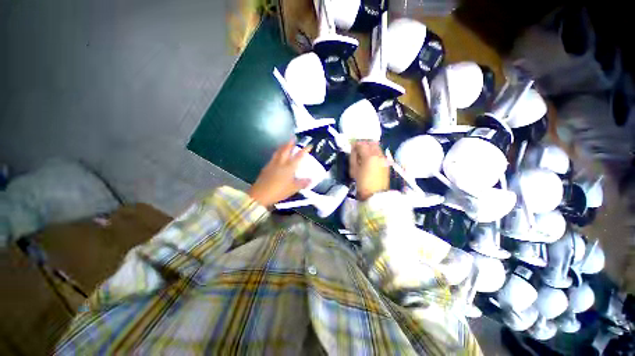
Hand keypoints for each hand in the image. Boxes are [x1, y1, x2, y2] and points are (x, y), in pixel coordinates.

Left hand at [249, 140, 311, 206]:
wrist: (260, 194)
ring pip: (278, 152)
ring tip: (285, 143)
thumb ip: (303, 183)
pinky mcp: (266, 167)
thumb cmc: (279, 191)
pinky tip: (276, 156)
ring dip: (283, 146)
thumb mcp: (293, 188)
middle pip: (286, 150)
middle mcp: (281, 163)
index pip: (299, 156)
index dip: (305, 150)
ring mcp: (272, 164)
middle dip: (291, 143)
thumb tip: (311, 179)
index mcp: (289, 167)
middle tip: (293, 137)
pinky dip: (276, 154)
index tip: (309, 145)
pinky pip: (273, 157)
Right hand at [349, 141, 389, 200]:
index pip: (361, 144)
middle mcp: (378, 155)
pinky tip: (370, 159)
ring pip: (377, 147)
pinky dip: (374, 152)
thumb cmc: (362, 183)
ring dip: (370, 147)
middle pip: (371, 143)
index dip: (355, 144)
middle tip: (358, 149)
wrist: (375, 195)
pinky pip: (380, 153)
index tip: (351, 147)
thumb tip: (354, 149)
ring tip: (363, 154)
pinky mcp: (386, 163)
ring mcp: (384, 159)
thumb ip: (353, 157)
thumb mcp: (353, 170)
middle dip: (364, 144)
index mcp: (369, 156)